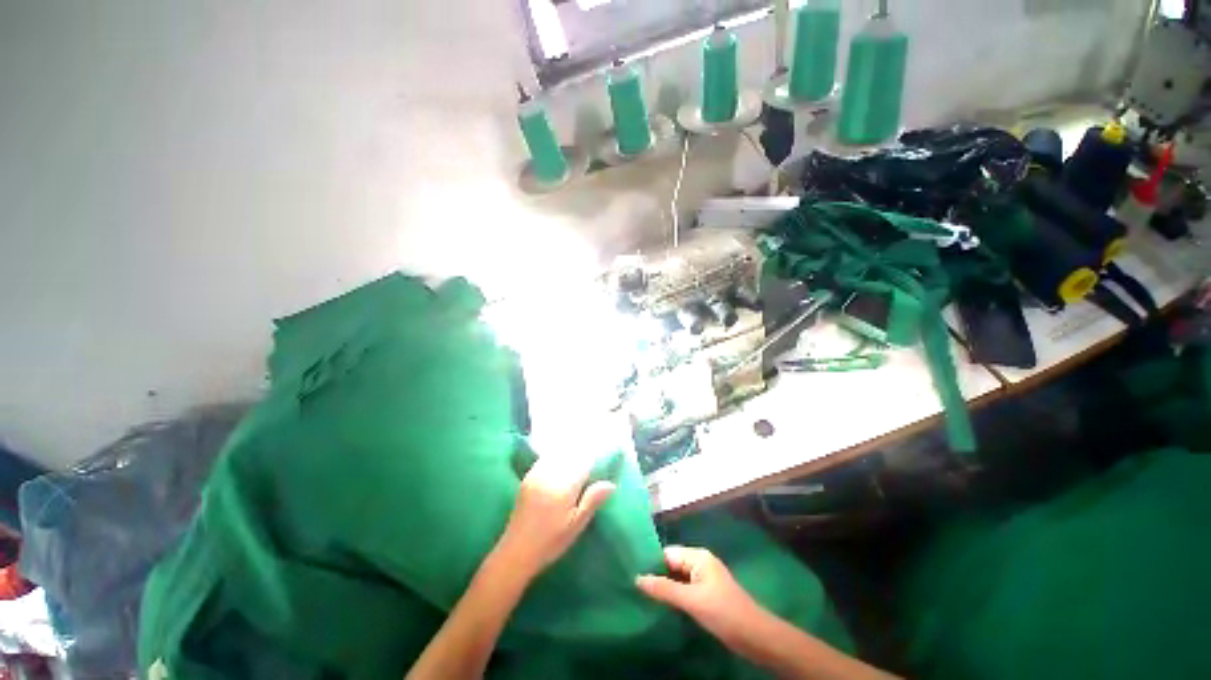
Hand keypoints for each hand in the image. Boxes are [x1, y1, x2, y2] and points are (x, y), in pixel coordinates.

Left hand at [493, 455, 615, 583]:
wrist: (516, 552)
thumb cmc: (551, 542)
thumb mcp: (576, 525)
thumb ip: (592, 500)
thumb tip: (611, 484)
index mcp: (564, 487)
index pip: (583, 462)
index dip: (594, 460)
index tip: (602, 462)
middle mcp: (550, 475)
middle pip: (570, 455)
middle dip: (582, 455)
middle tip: (591, 461)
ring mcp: (537, 474)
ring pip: (557, 454)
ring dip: (568, 454)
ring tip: (578, 459)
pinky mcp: (528, 477)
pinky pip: (545, 459)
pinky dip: (555, 457)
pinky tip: (560, 463)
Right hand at [636, 546, 763, 646]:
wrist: (755, 636)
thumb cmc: (723, 612)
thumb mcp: (692, 600)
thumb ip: (664, 589)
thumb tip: (637, 578)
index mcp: (698, 557)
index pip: (667, 553)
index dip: (651, 563)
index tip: (633, 573)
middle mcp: (700, 563)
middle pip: (672, 565)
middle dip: (656, 576)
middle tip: (634, 588)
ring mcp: (704, 579)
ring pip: (677, 579)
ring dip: (664, 587)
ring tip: (643, 597)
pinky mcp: (707, 594)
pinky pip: (684, 589)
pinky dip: (674, 596)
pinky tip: (662, 606)